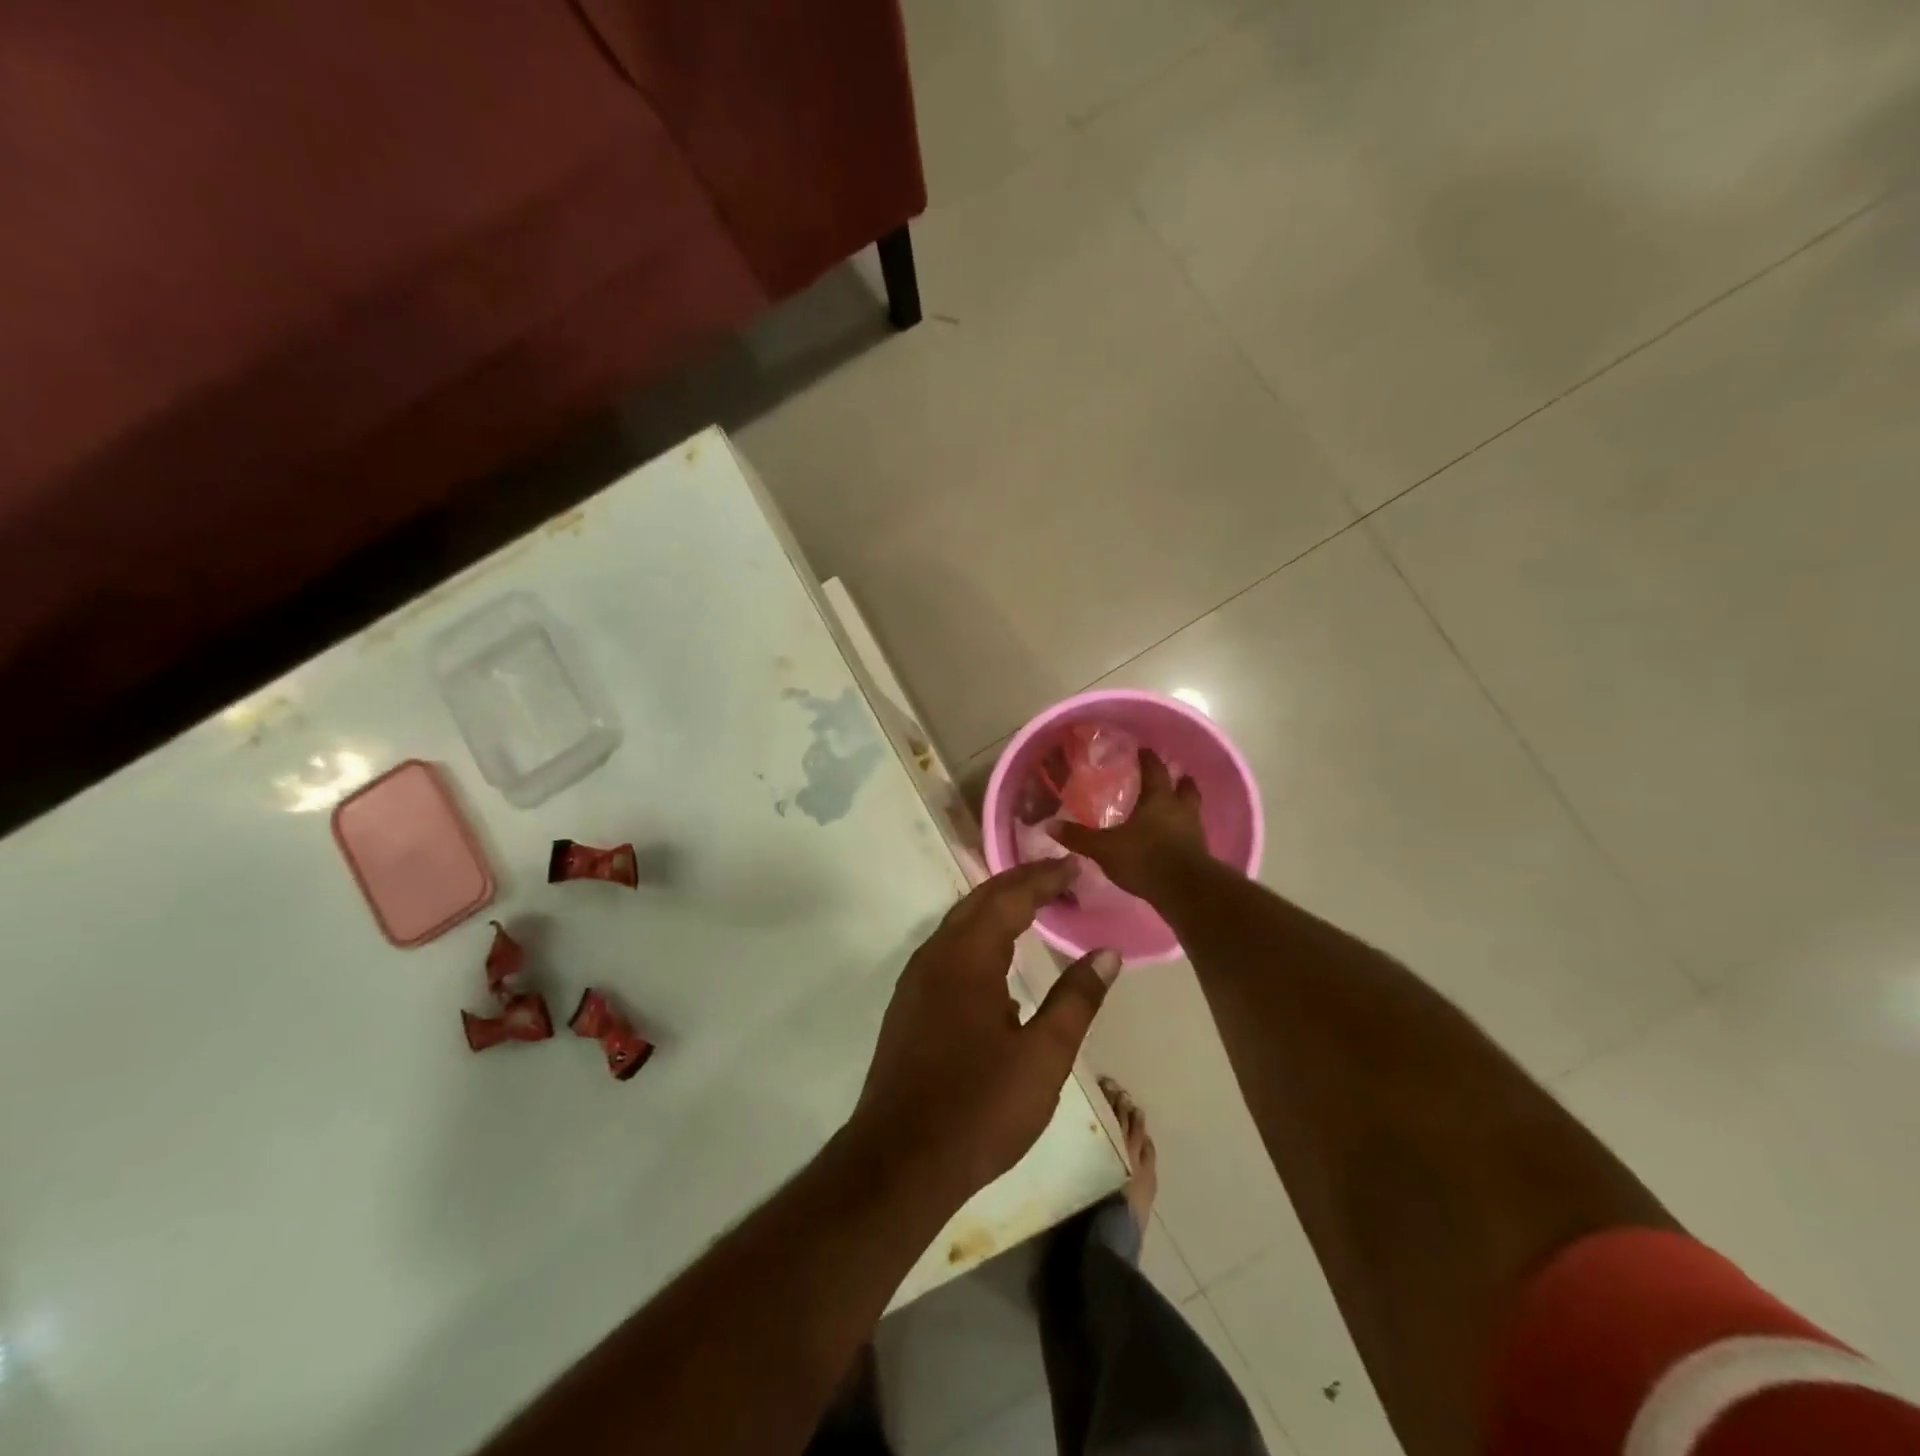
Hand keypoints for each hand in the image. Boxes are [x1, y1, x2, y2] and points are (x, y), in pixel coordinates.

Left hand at [848, 860, 1121, 1205]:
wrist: (899, 1161)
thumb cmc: (979, 1108)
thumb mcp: (1043, 1057)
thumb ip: (1076, 999)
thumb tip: (1106, 953)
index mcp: (967, 958)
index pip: (1009, 898)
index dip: (1043, 878)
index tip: (1075, 866)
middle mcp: (936, 955)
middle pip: (980, 901)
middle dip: (1020, 882)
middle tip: (1060, 877)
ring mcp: (916, 979)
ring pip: (960, 922)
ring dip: (997, 906)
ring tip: (1036, 905)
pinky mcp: (909, 1003)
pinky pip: (948, 947)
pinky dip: (979, 932)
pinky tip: (998, 955)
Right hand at [1051, 749, 1208, 899]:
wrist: (1185, 892)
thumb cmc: (1144, 859)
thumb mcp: (1105, 848)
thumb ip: (1079, 837)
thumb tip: (1050, 825)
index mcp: (1158, 799)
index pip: (1154, 769)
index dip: (1148, 758)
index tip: (1143, 749)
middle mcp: (1180, 809)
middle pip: (1185, 786)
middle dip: (1178, 779)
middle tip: (1172, 775)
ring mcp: (1194, 831)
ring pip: (1192, 809)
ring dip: (1185, 805)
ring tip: (1174, 806)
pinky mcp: (1201, 853)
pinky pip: (1193, 834)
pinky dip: (1185, 831)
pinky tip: (1174, 838)